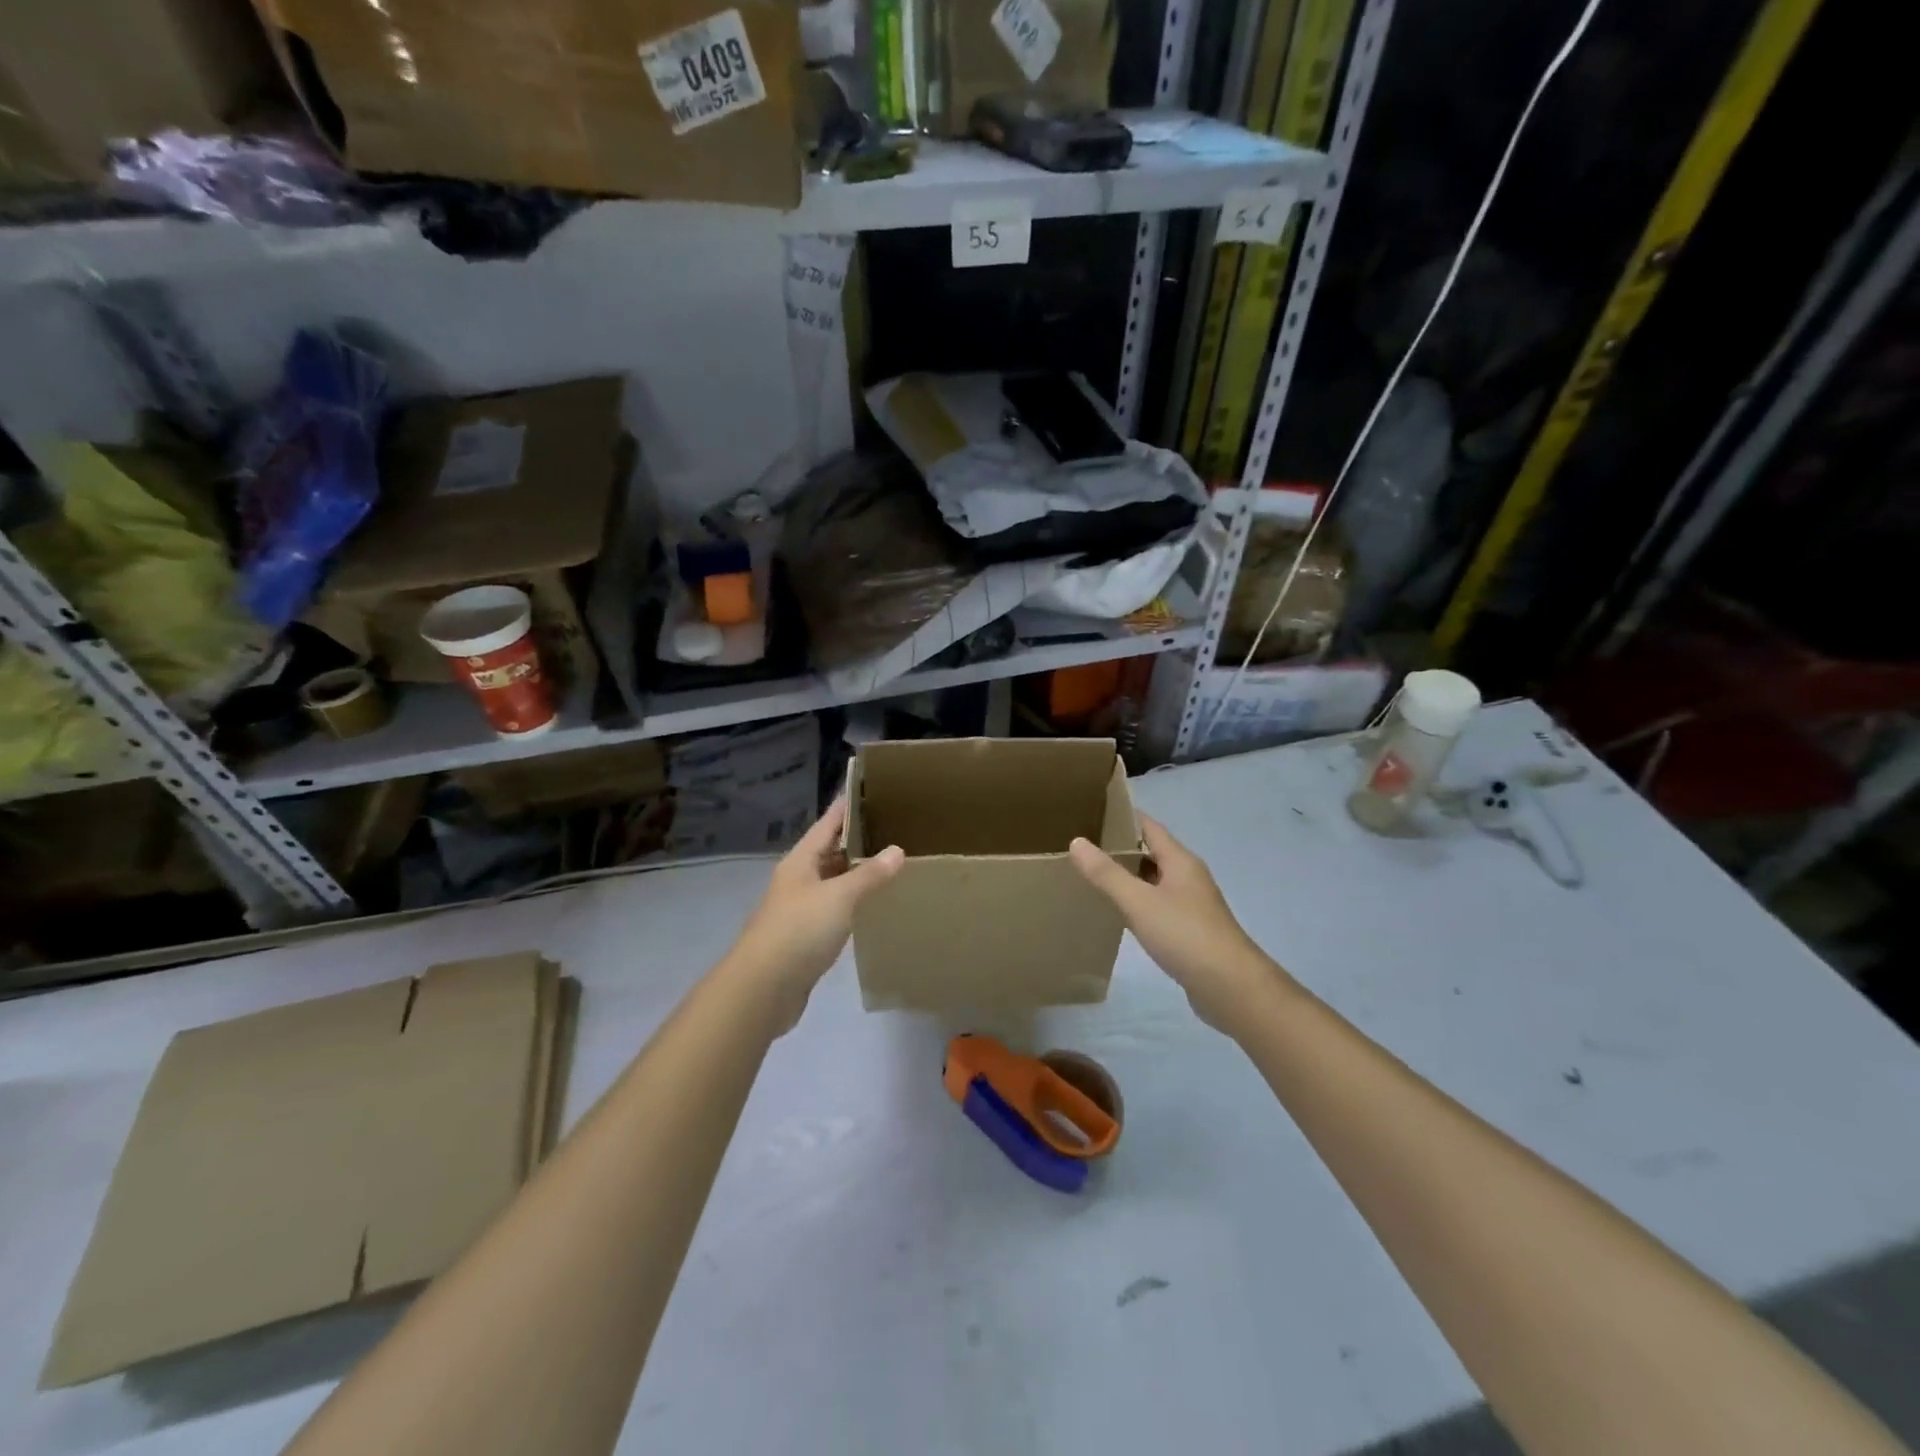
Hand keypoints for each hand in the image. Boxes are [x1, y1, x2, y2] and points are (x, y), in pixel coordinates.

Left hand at [727, 798, 903, 1032]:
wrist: (763, 988)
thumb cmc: (799, 930)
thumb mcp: (839, 897)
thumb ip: (869, 875)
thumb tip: (897, 850)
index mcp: (800, 862)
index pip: (827, 824)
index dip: (846, 807)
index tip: (866, 788)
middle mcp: (798, 880)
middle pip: (828, 851)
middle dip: (856, 839)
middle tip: (890, 826)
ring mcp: (799, 909)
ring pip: (832, 881)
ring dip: (855, 873)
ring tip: (888, 861)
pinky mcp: (805, 937)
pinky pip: (834, 909)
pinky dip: (852, 902)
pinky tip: (872, 904)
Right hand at [1070, 815, 1281, 1030]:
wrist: (1231, 986)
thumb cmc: (1184, 934)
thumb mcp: (1138, 902)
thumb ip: (1106, 873)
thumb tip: (1077, 841)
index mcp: (1180, 861)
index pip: (1149, 827)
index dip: (1122, 817)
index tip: (1092, 812)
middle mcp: (1189, 876)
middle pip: (1153, 852)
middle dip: (1122, 847)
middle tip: (1084, 845)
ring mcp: (1193, 905)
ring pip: (1156, 880)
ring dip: (1130, 876)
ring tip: (1094, 875)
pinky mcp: (1191, 930)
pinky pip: (1159, 905)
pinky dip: (1139, 902)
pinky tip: (1120, 913)